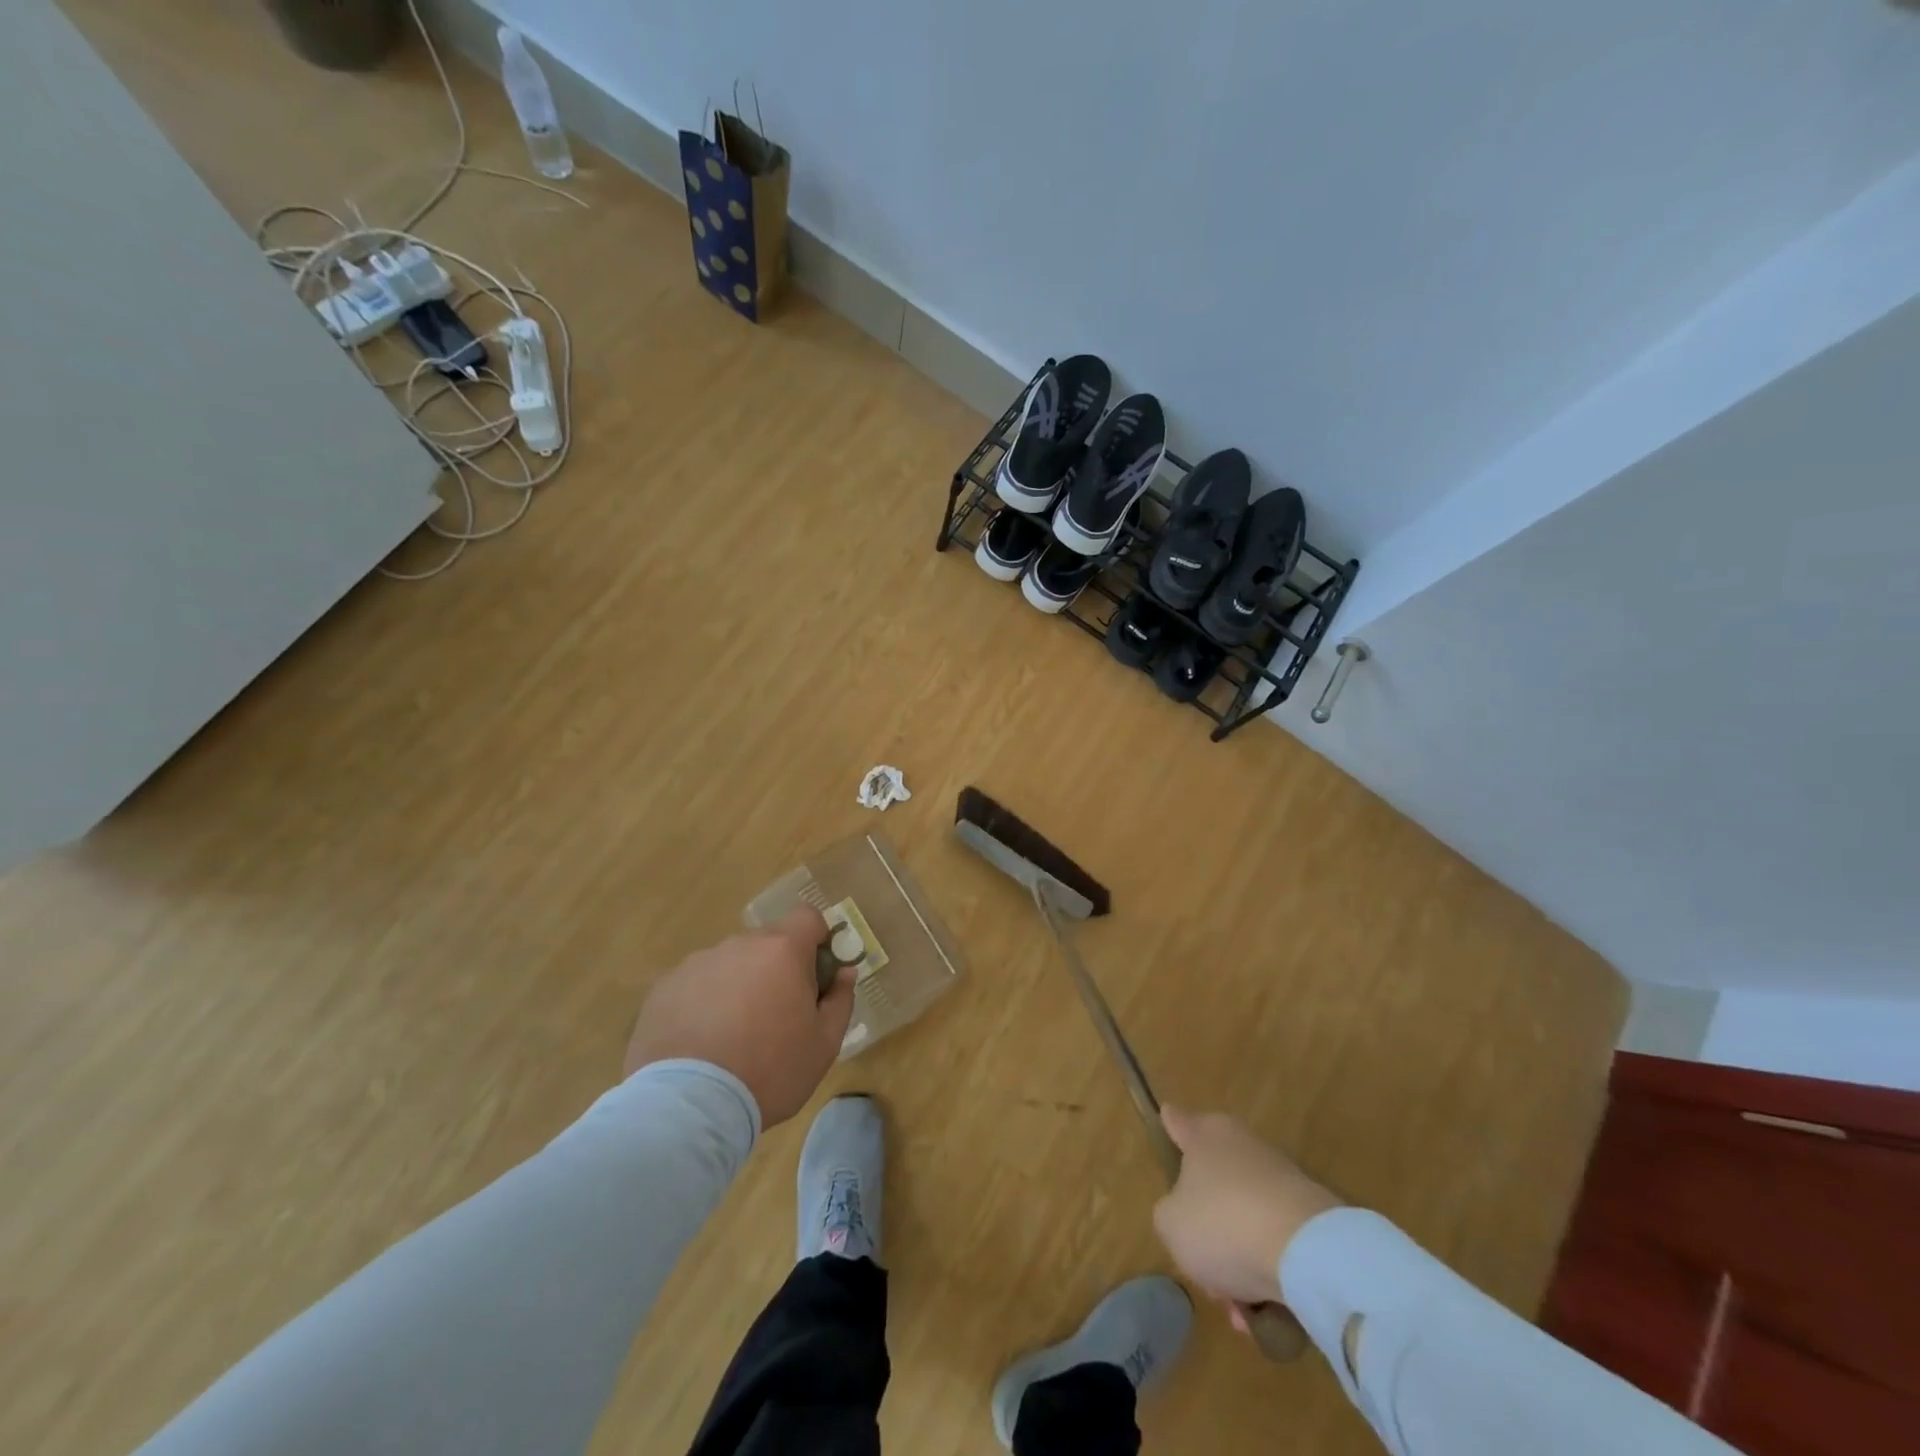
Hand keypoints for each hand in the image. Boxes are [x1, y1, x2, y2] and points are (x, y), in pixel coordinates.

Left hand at [623, 906, 854, 1125]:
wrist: (690, 1106)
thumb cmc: (771, 1071)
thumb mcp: (824, 1044)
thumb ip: (840, 1000)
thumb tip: (844, 972)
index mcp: (783, 950)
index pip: (808, 916)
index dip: (817, 938)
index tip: (816, 973)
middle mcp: (739, 945)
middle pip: (767, 943)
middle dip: (777, 969)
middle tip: (776, 1016)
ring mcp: (697, 963)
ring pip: (730, 964)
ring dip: (739, 985)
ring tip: (732, 1036)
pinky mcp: (664, 988)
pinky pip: (696, 985)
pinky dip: (703, 1003)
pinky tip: (701, 1043)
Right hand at [1152, 1107, 1341, 1307]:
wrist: (1306, 1251)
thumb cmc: (1223, 1224)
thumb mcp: (1171, 1224)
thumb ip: (1169, 1214)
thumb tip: (1186, 1213)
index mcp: (1205, 1136)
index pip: (1180, 1122)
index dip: (1171, 1123)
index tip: (1168, 1116)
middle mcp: (1242, 1146)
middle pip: (1214, 1181)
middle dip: (1207, 1225)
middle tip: (1201, 1264)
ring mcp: (1281, 1177)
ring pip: (1245, 1219)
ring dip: (1239, 1259)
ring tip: (1237, 1308)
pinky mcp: (1312, 1214)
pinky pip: (1276, 1243)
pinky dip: (1268, 1273)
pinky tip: (1263, 1313)